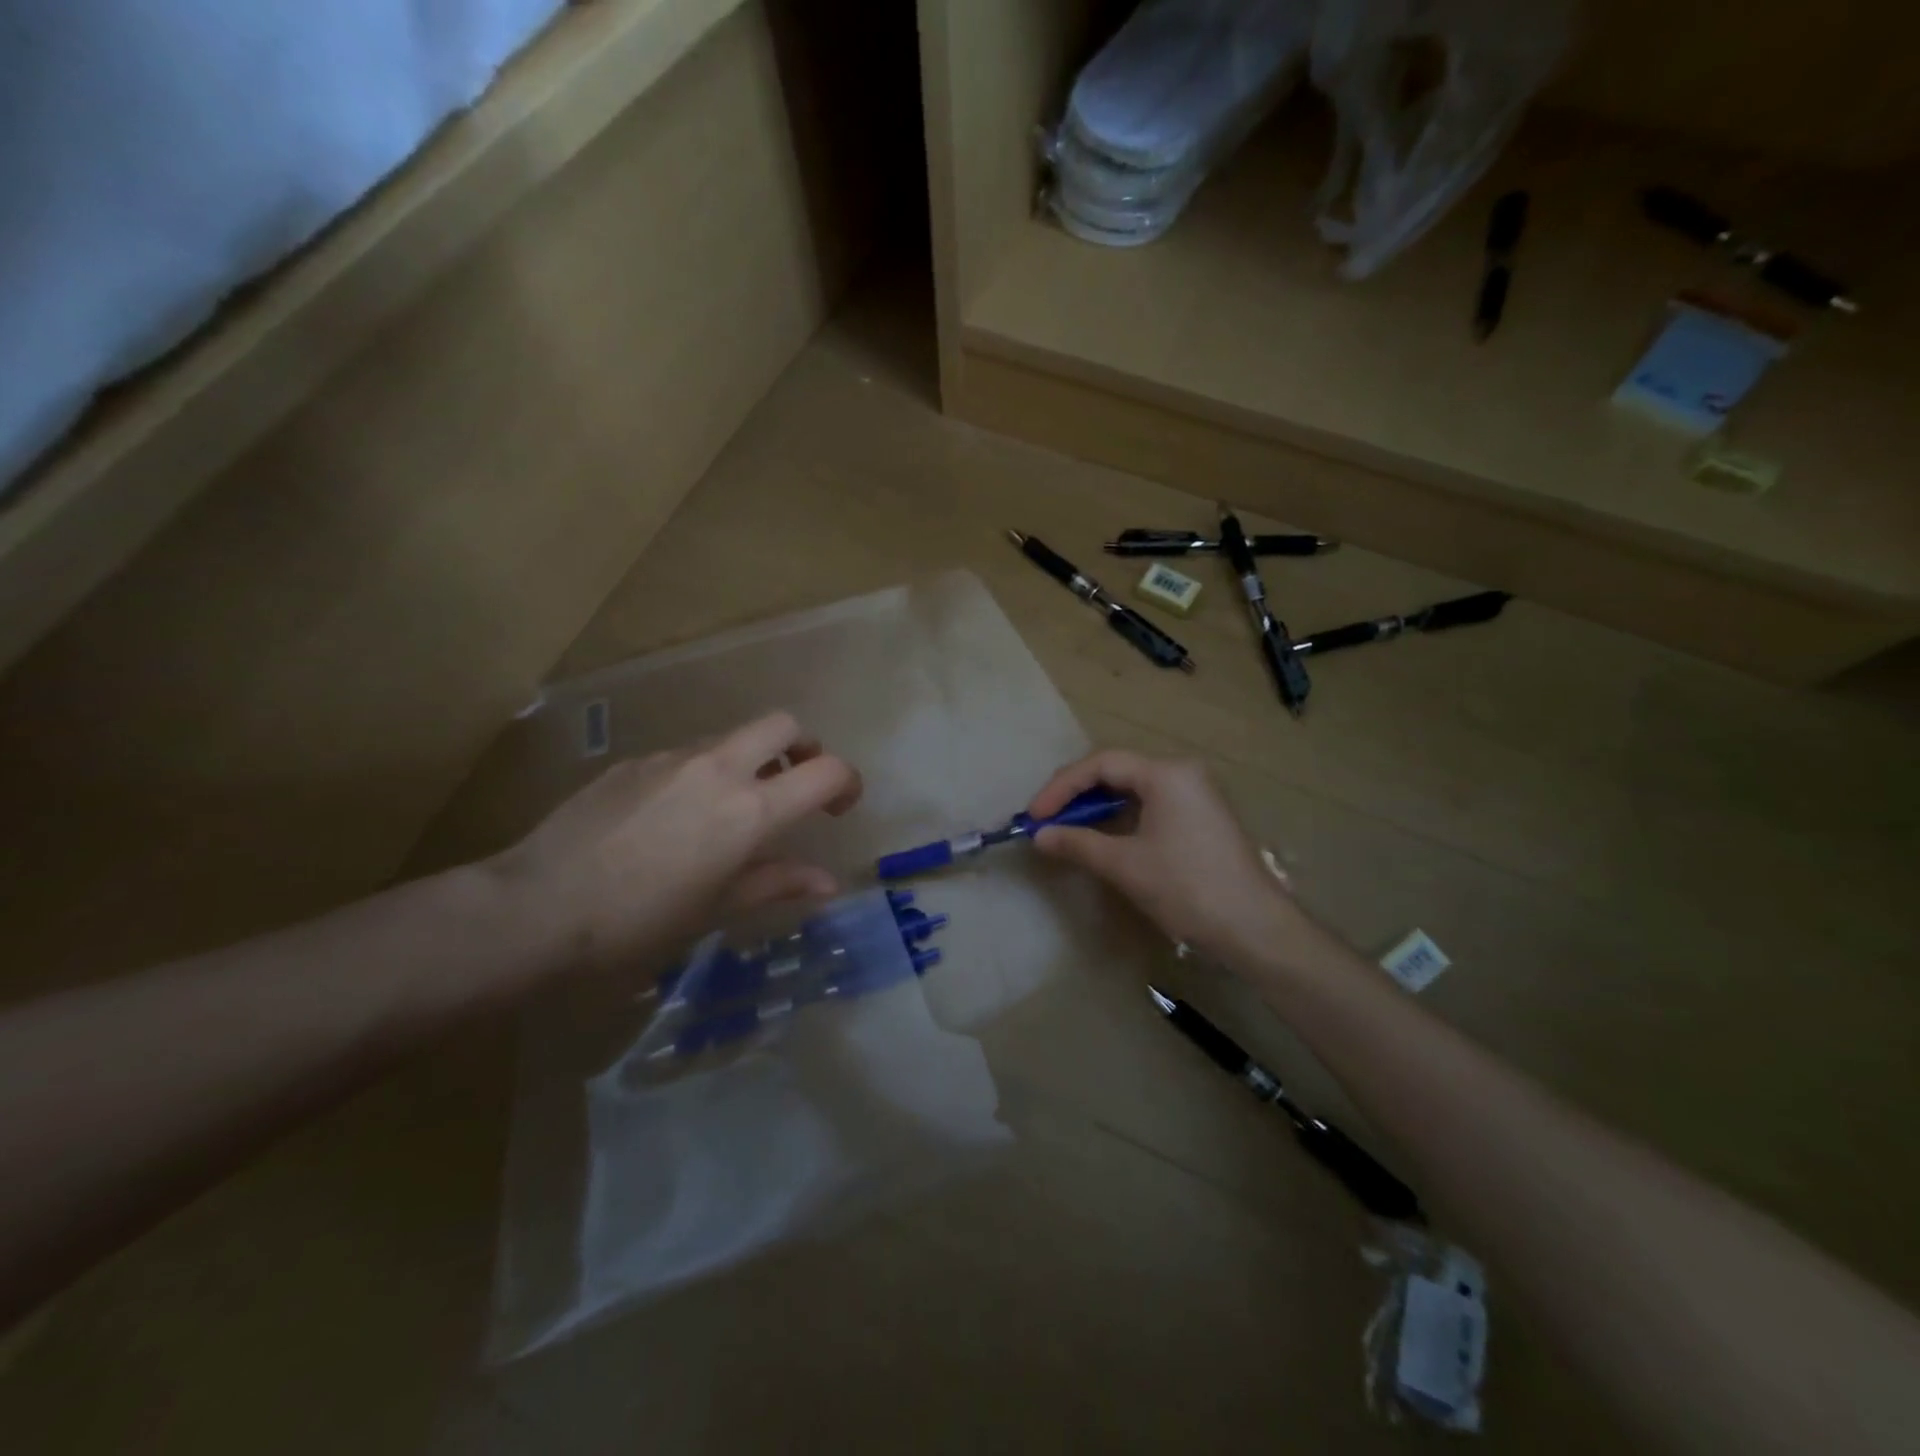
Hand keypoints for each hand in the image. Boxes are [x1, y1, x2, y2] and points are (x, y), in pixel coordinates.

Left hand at [491, 712, 862, 974]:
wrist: (535, 908)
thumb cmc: (639, 923)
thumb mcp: (717, 908)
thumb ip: (777, 883)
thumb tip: (828, 882)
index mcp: (749, 809)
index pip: (825, 771)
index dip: (847, 783)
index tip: (841, 807)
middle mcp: (718, 768)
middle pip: (783, 724)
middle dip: (803, 748)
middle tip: (795, 787)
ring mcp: (671, 758)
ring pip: (731, 738)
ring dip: (750, 762)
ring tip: (729, 812)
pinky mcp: (633, 761)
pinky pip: (686, 755)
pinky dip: (703, 773)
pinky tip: (674, 819)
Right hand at [1028, 750, 1302, 964]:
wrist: (1255, 929)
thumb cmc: (1187, 888)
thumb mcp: (1125, 865)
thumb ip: (1078, 843)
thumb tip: (1038, 836)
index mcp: (1167, 773)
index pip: (1101, 764)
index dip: (1061, 788)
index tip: (1034, 816)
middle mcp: (1183, 773)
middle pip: (1117, 772)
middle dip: (1077, 795)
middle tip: (1046, 821)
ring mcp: (1196, 795)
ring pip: (1133, 790)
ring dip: (1097, 808)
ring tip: (1067, 830)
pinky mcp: (1202, 818)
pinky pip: (1151, 806)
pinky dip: (1121, 819)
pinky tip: (1103, 839)